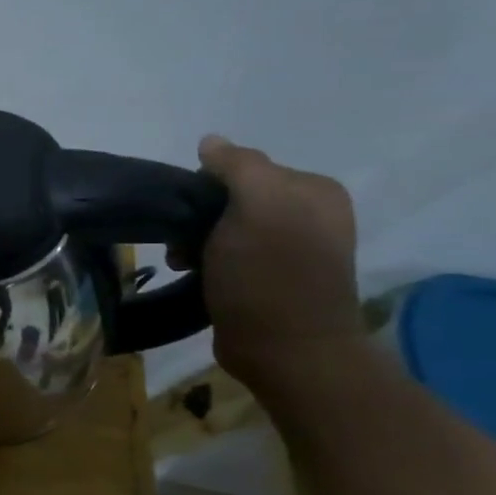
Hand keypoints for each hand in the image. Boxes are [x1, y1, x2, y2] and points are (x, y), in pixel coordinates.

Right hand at [192, 135, 363, 385]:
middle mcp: (308, 214)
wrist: (287, 352)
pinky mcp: (271, 280)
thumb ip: (237, 166)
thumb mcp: (256, 206)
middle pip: (232, 198)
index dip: (207, 186)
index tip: (189, 214)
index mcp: (313, 190)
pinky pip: (227, 256)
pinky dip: (205, 263)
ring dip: (195, 243)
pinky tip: (194, 276)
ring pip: (224, 228)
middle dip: (199, 217)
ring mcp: (291, 250)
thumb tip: (210, 142)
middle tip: (182, 245)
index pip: (243, 167)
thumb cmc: (270, 276)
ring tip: (182, 264)